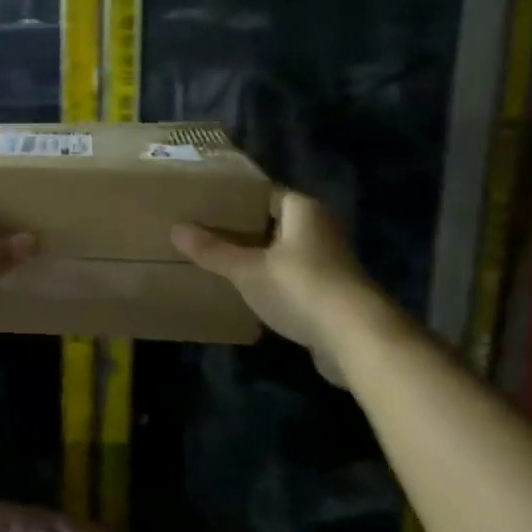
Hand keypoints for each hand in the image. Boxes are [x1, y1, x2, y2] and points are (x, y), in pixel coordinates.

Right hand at [171, 191, 374, 383]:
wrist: (356, 337)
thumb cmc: (300, 288)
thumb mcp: (247, 270)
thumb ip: (212, 251)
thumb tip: (176, 229)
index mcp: (302, 211)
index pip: (264, 193)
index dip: (235, 198)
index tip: (204, 205)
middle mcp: (318, 229)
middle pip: (272, 222)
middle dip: (241, 229)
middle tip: (203, 232)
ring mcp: (327, 262)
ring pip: (281, 251)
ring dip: (255, 257)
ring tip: (217, 260)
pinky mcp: (329, 292)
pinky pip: (290, 277)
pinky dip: (269, 281)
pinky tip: (245, 291)